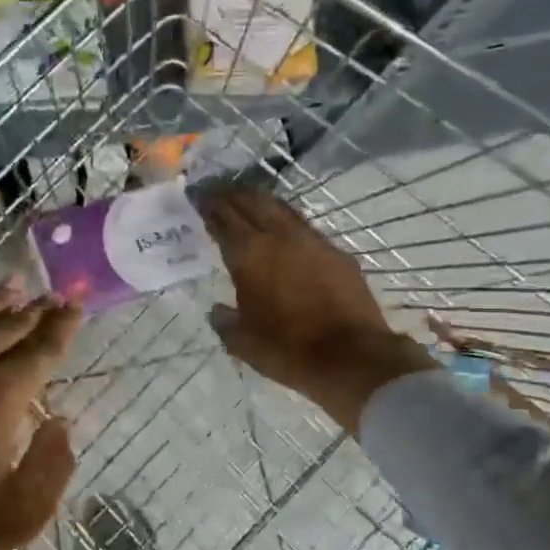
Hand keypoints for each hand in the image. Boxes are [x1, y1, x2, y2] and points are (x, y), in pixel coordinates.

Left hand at [0, 284, 81, 549]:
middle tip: (51, 295)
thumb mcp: (18, 516)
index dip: (63, 325)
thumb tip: (61, 423)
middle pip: (7, 325)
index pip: (42, 347)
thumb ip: (52, 465)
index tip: (75, 304)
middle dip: (34, 310)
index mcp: (0, 393)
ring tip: (12, 288)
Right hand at [198, 187, 430, 433]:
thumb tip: (218, 310)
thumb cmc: (288, 350)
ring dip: (261, 201)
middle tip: (219, 193)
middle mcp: (279, 237)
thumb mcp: (242, 342)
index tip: (198, 198)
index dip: (208, 206)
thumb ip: (225, 321)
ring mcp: (312, 241)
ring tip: (248, 201)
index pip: (223, 218)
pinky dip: (287, 221)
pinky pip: (304, 226)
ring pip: (281, 208)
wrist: (351, 356)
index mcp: (248, 255)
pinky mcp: (336, 253)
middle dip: (232, 195)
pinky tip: (285, 229)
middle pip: (252, 203)